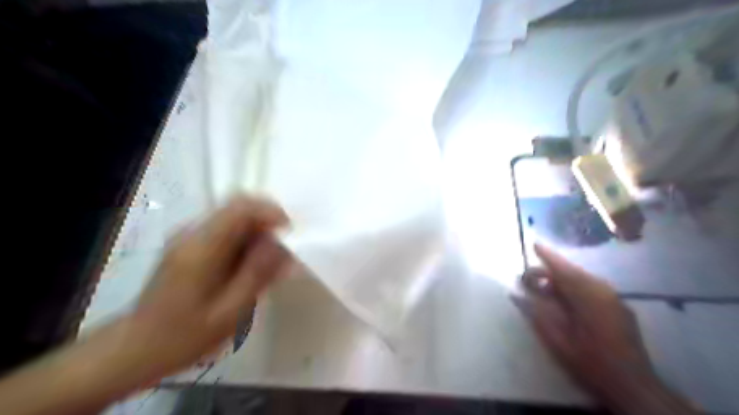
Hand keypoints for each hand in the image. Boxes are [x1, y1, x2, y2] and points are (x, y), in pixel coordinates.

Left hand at [122, 197, 293, 383]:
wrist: (136, 348)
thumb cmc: (185, 336)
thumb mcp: (230, 310)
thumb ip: (259, 273)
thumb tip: (282, 244)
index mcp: (202, 247)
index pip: (242, 207)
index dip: (271, 212)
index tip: (289, 234)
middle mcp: (193, 233)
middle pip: (239, 208)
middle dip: (267, 224)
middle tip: (282, 253)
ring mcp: (188, 237)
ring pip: (234, 218)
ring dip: (257, 233)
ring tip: (267, 265)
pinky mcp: (189, 244)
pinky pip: (225, 230)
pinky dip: (245, 241)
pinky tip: (247, 268)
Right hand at [516, 244, 699, 412]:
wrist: (634, 386)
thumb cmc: (591, 362)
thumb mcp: (557, 340)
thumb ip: (537, 313)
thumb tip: (517, 294)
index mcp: (588, 297)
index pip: (563, 270)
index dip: (548, 257)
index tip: (534, 244)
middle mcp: (603, 292)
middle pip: (574, 272)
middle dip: (552, 269)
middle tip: (531, 276)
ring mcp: (614, 300)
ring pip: (584, 279)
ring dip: (563, 278)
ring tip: (545, 285)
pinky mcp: (619, 308)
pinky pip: (593, 288)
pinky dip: (575, 286)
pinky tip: (566, 297)